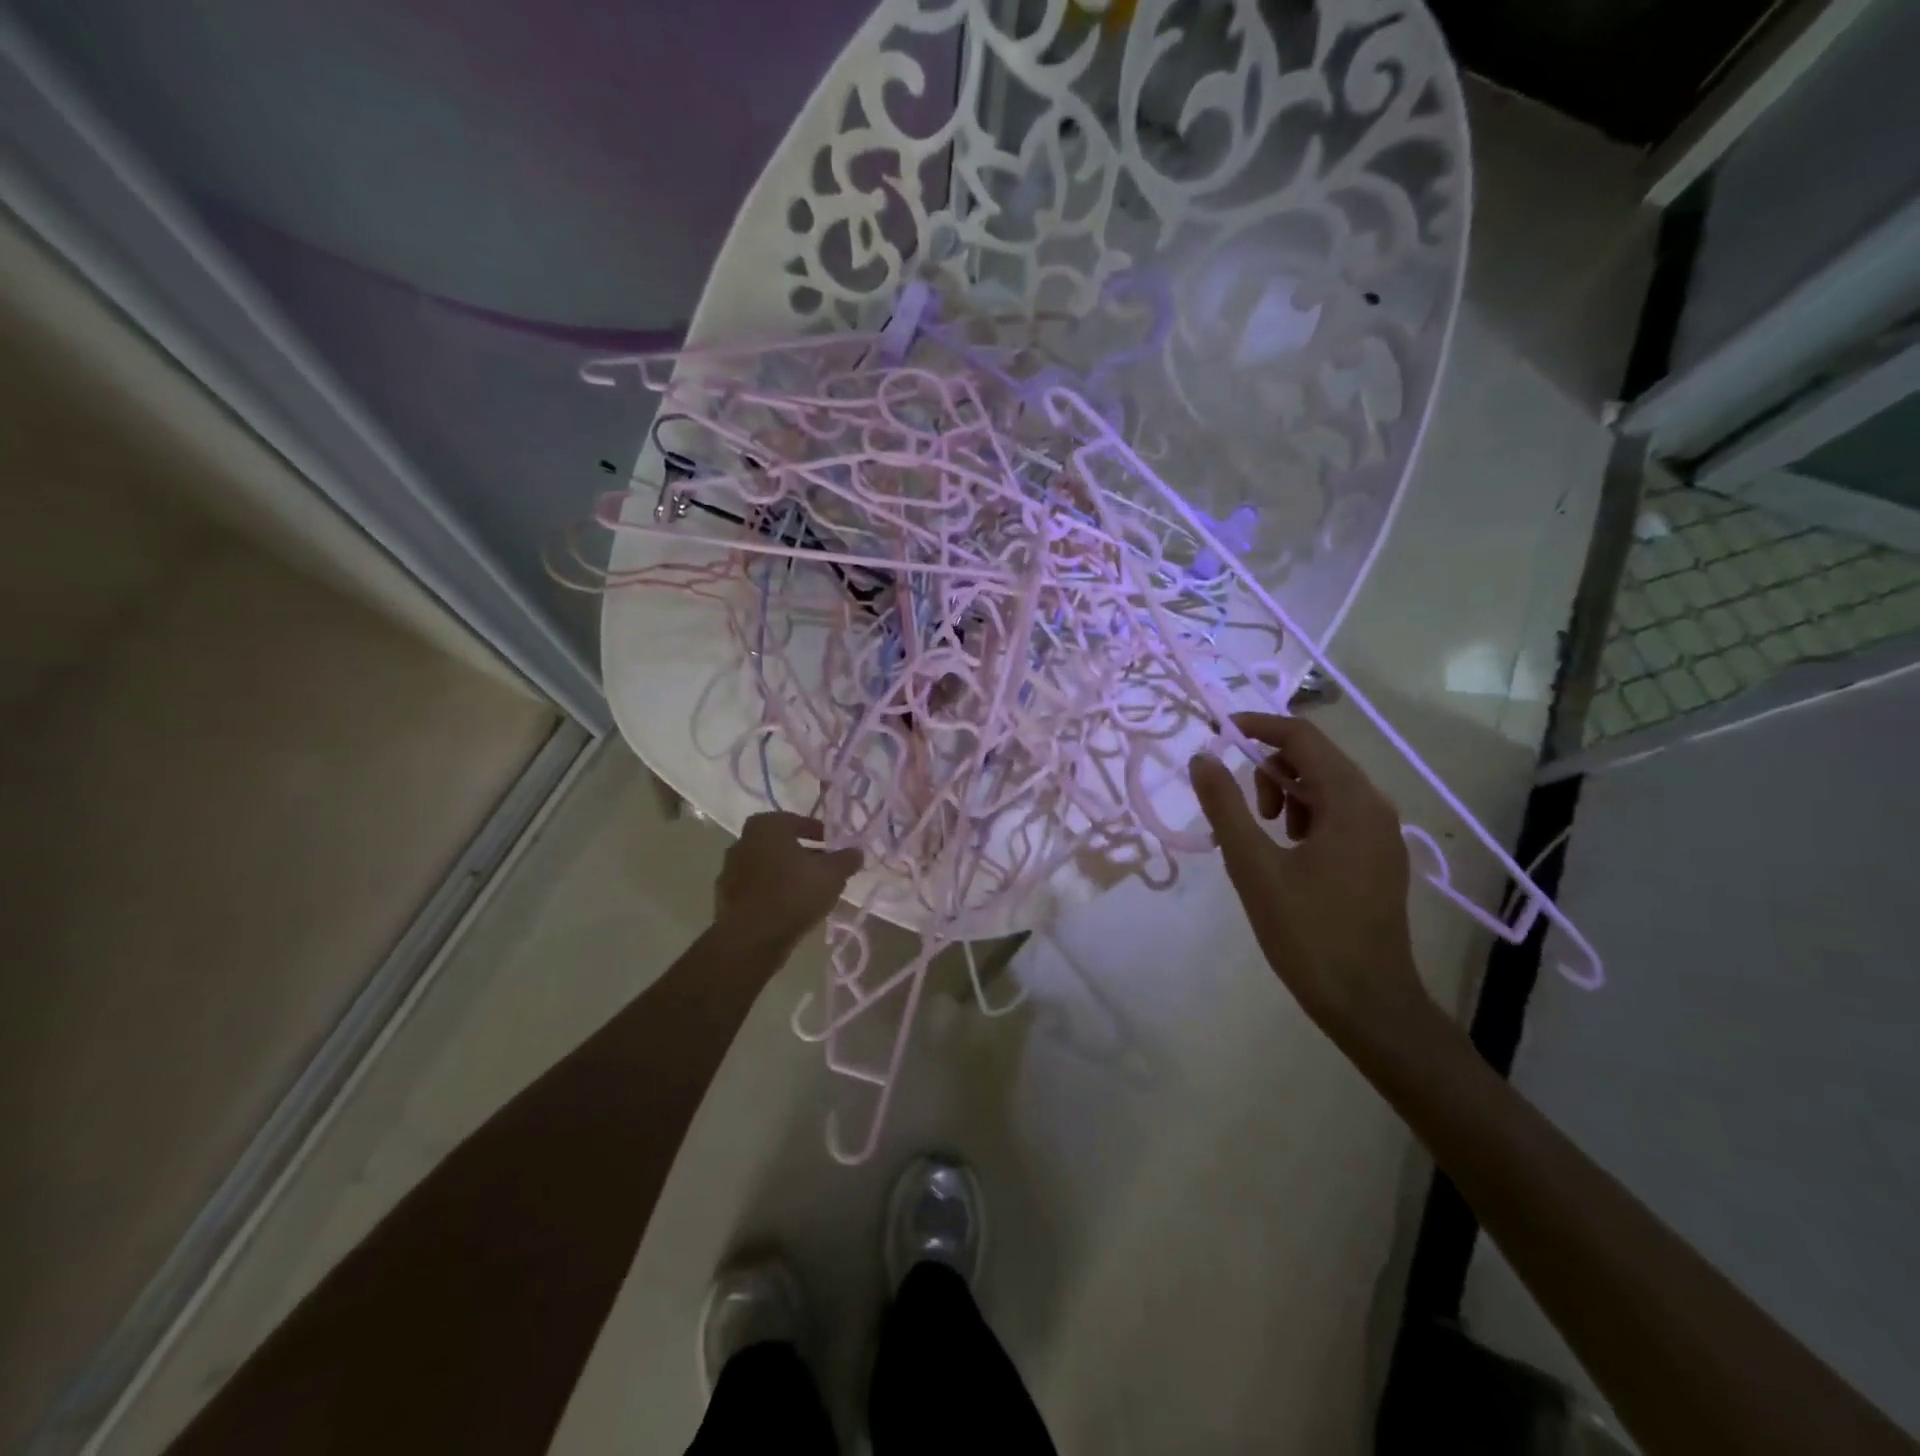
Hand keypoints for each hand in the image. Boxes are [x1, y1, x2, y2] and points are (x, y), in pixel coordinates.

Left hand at [714, 812, 861, 957]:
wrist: (751, 938)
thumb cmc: (794, 893)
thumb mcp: (832, 874)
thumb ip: (846, 859)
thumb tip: (857, 851)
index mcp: (766, 826)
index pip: (797, 821)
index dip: (818, 832)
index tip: (832, 844)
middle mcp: (743, 841)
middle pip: (780, 843)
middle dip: (802, 853)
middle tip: (823, 866)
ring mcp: (729, 870)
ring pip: (767, 866)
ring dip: (786, 873)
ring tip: (809, 889)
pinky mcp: (725, 896)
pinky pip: (756, 887)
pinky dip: (772, 891)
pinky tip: (789, 906)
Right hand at [1189, 713, 1426, 1033]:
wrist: (1368, 1002)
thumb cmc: (1307, 932)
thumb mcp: (1253, 866)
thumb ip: (1225, 806)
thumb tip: (1202, 757)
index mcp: (1350, 800)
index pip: (1302, 736)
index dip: (1256, 726)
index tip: (1216, 732)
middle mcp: (1375, 805)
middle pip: (1316, 758)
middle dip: (1269, 767)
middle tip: (1240, 805)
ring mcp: (1382, 833)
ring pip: (1327, 786)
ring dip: (1286, 792)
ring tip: (1261, 833)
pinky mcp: (1379, 857)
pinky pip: (1338, 814)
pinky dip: (1305, 816)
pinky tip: (1286, 852)